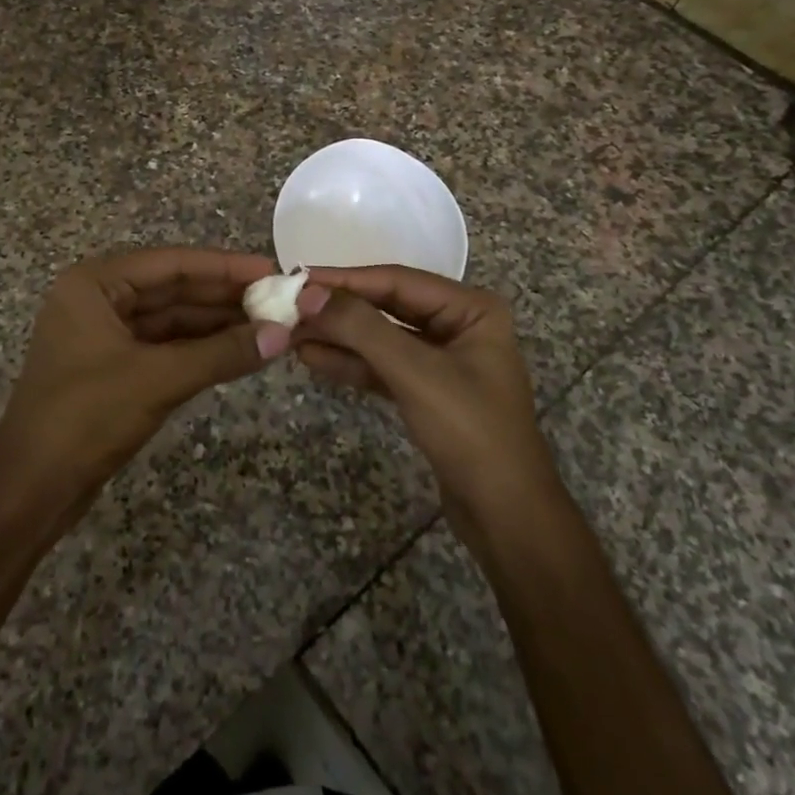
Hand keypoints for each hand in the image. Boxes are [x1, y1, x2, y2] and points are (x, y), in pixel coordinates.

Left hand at [0, 247, 295, 485]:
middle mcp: (98, 299)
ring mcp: (104, 334)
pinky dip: (199, 349)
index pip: (172, 263)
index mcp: (95, 283)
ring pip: (171, 319)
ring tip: (269, 325)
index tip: (271, 270)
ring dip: (216, 324)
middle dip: (224, 297)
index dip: (225, 267)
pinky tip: (237, 350)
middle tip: (279, 301)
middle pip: (173, 288)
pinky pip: (164, 346)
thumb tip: (283, 335)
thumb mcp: (158, 379)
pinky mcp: (113, 367)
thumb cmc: (86, 418)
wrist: (30, 490)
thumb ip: (221, 353)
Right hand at [295, 266, 560, 528]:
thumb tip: (308, 293)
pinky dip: (350, 363)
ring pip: (380, 337)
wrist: (506, 517)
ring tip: (290, 333)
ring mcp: (442, 360)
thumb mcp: (415, 373)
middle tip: (288, 308)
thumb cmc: (470, 431)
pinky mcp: (427, 392)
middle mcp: (458, 325)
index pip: (397, 281)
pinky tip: (313, 358)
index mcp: (471, 308)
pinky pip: (382, 366)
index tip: (298, 278)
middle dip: (339, 310)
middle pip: (387, 306)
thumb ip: (361, 328)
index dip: (346, 279)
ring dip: (338, 337)